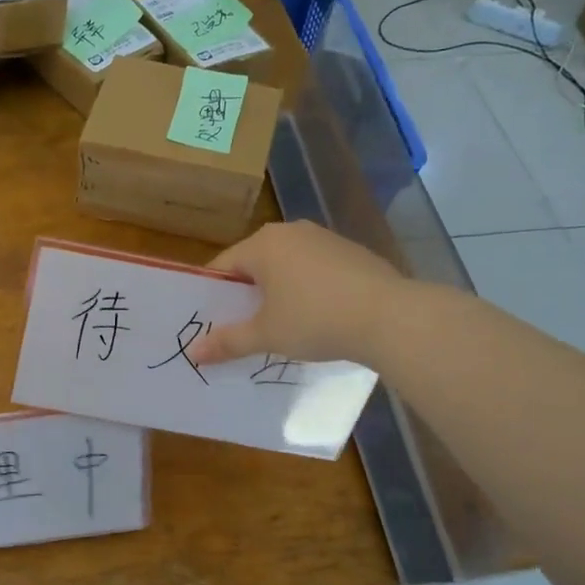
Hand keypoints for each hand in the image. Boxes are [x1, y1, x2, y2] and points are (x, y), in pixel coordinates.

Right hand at [189, 221, 402, 367]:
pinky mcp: (352, 253)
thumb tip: (193, 353)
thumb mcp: (266, 335)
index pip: (222, 267)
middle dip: (245, 296)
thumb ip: (227, 341)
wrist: (391, 317)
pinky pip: (314, 271)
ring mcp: (325, 239)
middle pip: (254, 265)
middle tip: (239, 329)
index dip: (211, 296)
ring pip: (286, 267)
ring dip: (277, 294)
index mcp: (263, 244)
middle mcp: (291, 232)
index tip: (209, 323)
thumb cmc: (315, 320)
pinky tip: (316, 318)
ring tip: (278, 327)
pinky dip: (307, 291)